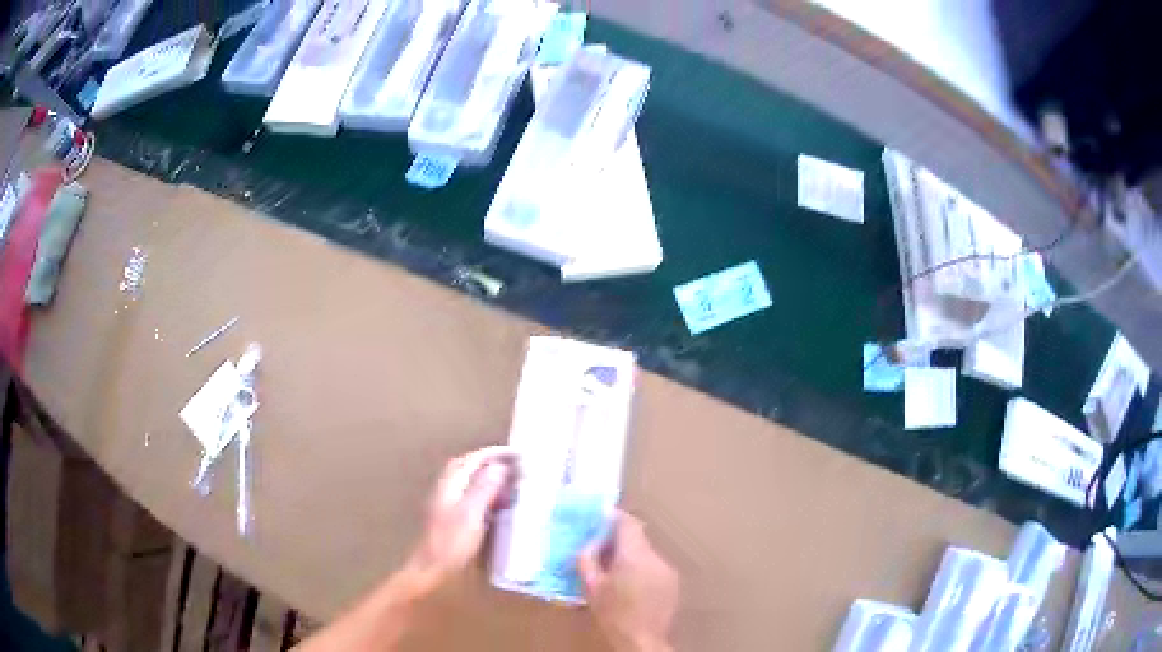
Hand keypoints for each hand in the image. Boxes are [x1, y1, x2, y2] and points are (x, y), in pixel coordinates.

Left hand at [405, 446, 515, 593]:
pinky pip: (470, 494)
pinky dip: (484, 491)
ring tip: (509, 480)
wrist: (432, 567)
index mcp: (451, 483)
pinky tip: (495, 502)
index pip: (473, 458)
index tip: (517, 454)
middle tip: (514, 465)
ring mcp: (447, 501)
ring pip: (469, 480)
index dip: (495, 454)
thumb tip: (499, 466)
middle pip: (469, 466)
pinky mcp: (450, 516)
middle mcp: (447, 488)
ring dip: (488, 476)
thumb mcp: (472, 513)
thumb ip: (484, 488)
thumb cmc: (451, 542)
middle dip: (491, 461)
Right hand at [578, 512, 678, 651]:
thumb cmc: (613, 613)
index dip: (613, 518)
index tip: (598, 520)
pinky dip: (641, 568)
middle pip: (637, 537)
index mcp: (634, 555)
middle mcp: (655, 557)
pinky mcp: (673, 582)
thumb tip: (589, 542)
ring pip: (645, 552)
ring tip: (613, 572)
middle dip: (618, 540)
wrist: (642, 640)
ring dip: (630, 555)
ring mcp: (667, 569)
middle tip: (599, 550)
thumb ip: (587, 558)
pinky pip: (654, 566)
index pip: (627, 523)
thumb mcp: (591, 587)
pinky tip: (630, 585)